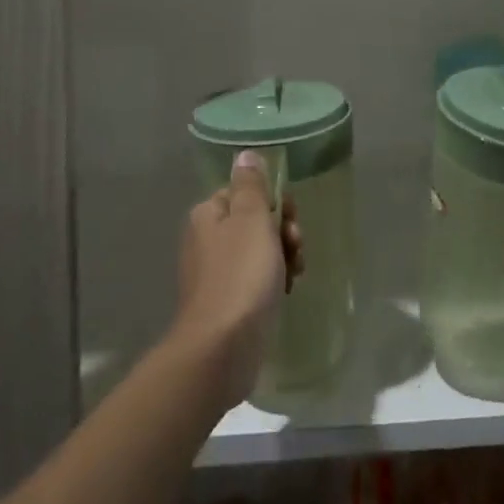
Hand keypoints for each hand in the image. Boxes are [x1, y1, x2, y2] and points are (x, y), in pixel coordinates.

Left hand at [172, 150, 303, 407]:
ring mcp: (216, 274)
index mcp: (208, 215)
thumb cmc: (241, 276)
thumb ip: (252, 186)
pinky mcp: (228, 303)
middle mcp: (207, 240)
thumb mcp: (251, 220)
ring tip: (295, 273)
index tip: (289, 217)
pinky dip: (274, 281)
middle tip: (296, 246)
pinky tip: (287, 291)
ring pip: (260, 252)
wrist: (222, 348)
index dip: (272, 202)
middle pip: (254, 222)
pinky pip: (257, 280)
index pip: (245, 192)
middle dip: (282, 231)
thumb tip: (245, 154)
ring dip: (283, 256)